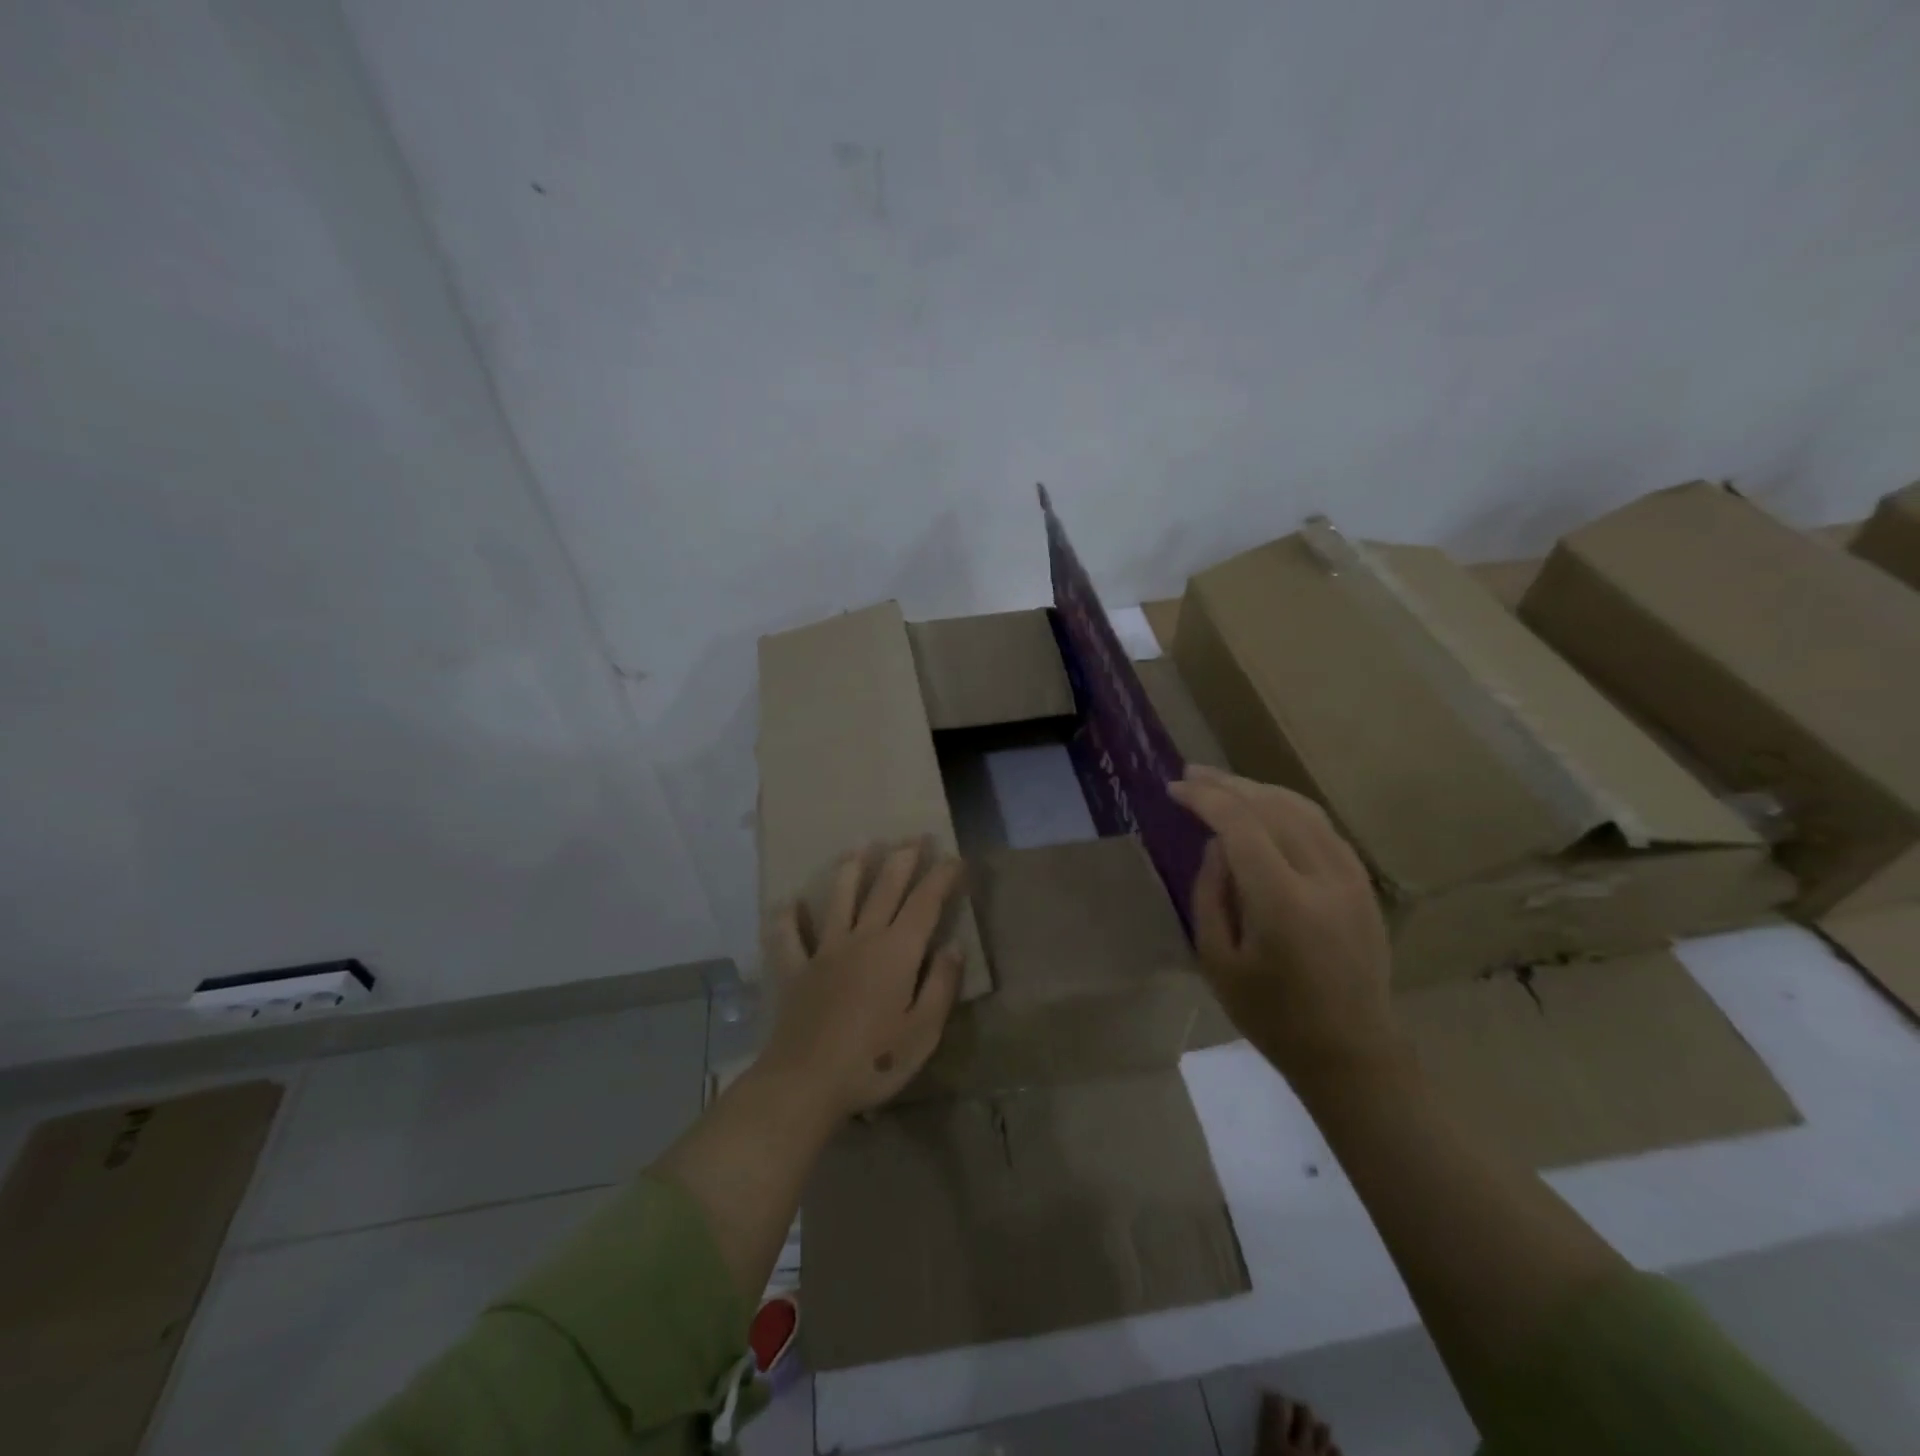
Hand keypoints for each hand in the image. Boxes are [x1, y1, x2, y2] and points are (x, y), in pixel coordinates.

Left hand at [760, 840, 966, 1118]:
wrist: (806, 1083)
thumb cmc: (873, 1061)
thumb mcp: (923, 1032)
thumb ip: (941, 985)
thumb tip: (953, 946)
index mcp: (897, 952)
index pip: (925, 903)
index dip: (941, 877)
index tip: (954, 857)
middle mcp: (862, 938)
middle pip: (885, 888)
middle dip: (902, 859)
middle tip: (914, 836)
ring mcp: (824, 951)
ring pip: (839, 898)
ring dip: (851, 869)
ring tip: (860, 846)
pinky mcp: (796, 970)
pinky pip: (788, 937)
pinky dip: (787, 918)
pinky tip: (788, 903)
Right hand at [1168, 765, 1397, 1085]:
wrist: (1351, 1052)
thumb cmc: (1272, 1016)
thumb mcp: (1217, 961)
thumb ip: (1211, 894)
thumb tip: (1216, 846)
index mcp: (1283, 903)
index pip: (1241, 826)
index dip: (1205, 799)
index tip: (1174, 789)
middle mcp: (1323, 878)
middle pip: (1272, 807)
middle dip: (1227, 785)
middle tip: (1190, 773)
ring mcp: (1351, 877)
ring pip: (1301, 809)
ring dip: (1257, 789)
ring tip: (1221, 782)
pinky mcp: (1362, 883)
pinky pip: (1322, 826)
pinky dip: (1287, 806)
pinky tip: (1264, 806)